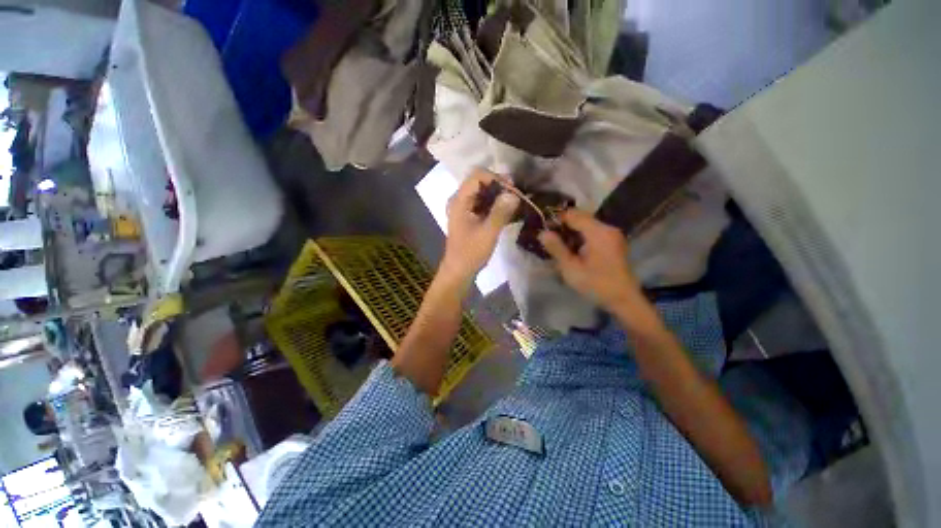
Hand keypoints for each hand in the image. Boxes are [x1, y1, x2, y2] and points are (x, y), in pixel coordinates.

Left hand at [439, 169, 519, 284]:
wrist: (459, 271)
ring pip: (483, 193)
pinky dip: (495, 205)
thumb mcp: (488, 233)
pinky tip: (508, 212)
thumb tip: (513, 194)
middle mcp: (460, 200)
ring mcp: (464, 208)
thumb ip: (500, 212)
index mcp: (460, 200)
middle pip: (480, 182)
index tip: (512, 189)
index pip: (477, 176)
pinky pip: (483, 204)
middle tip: (517, 196)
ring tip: (515, 204)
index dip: (496, 178)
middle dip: (499, 186)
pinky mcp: (470, 217)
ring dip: (499, 196)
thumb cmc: (470, 253)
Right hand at [538, 210, 641, 309]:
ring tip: (560, 247)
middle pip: (580, 218)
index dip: (557, 219)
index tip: (544, 230)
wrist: (624, 300)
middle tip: (550, 241)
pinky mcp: (613, 242)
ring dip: (572, 233)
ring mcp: (612, 235)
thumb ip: (556, 248)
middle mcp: (607, 228)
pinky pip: (593, 233)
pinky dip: (581, 238)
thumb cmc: (596, 284)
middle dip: (564, 227)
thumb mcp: (571, 268)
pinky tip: (574, 251)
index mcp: (598, 232)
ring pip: (586, 225)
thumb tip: (542, 233)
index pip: (573, 214)